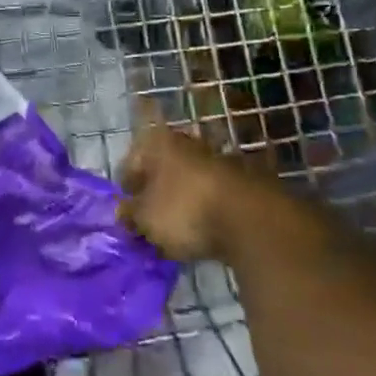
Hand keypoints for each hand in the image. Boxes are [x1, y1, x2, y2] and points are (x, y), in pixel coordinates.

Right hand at [118, 113, 271, 261]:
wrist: (254, 220)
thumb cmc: (186, 211)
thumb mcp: (146, 220)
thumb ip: (129, 215)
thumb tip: (121, 214)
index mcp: (157, 143)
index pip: (130, 164)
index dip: (127, 193)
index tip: (129, 218)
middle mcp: (187, 142)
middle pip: (162, 170)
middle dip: (156, 196)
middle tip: (152, 225)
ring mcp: (218, 158)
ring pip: (189, 182)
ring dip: (183, 202)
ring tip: (181, 232)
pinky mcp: (245, 180)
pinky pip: (215, 195)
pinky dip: (208, 210)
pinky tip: (208, 232)